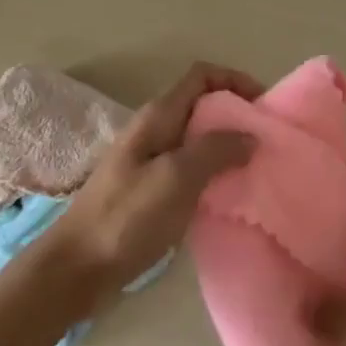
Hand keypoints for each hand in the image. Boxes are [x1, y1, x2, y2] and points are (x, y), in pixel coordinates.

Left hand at [47, 62, 259, 302]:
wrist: (77, 268)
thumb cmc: (126, 217)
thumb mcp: (176, 178)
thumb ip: (215, 150)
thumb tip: (250, 135)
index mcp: (158, 116)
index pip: (202, 76)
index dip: (235, 80)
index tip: (264, 105)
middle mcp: (155, 130)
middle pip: (203, 106)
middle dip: (237, 116)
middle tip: (268, 141)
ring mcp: (152, 161)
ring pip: (199, 139)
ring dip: (229, 147)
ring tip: (257, 168)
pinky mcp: (152, 190)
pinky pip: (191, 169)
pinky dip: (215, 173)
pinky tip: (230, 194)